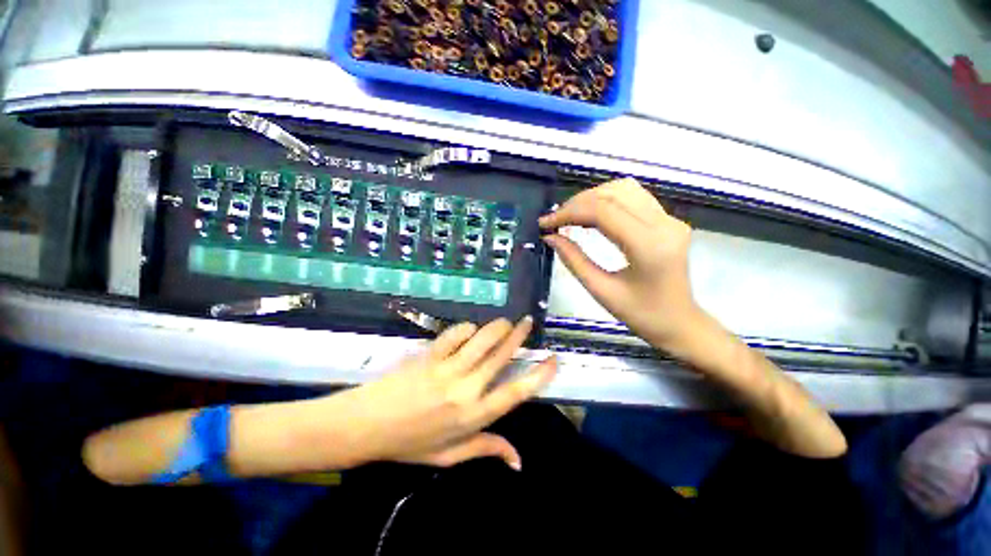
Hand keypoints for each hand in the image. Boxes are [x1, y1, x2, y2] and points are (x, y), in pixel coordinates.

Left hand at [338, 317, 556, 470]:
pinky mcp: (430, 355)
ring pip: (482, 339)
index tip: (552, 360)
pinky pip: (455, 334)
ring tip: (505, 321)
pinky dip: (466, 329)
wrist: (365, 426)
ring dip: (497, 327)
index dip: (539, 375)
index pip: (516, 393)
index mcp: (474, 417)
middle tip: (528, 322)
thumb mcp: (449, 456)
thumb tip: (518, 460)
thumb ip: (485, 449)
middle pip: (501, 356)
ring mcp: (447, 369)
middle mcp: (466, 389)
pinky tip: (469, 330)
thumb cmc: (409, 444)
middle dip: (518, 336)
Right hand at [539, 178, 701, 352]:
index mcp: (649, 246)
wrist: (679, 323)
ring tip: (569, 216)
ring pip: (624, 189)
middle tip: (554, 220)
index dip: (570, 212)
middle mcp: (664, 224)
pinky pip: (633, 197)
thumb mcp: (601, 291)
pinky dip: (606, 200)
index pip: (603, 212)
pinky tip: (590, 214)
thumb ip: (574, 261)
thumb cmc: (641, 315)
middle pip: (613, 194)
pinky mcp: (668, 220)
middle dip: (577, 203)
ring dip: (591, 198)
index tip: (545, 223)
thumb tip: (550, 237)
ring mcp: (669, 219)